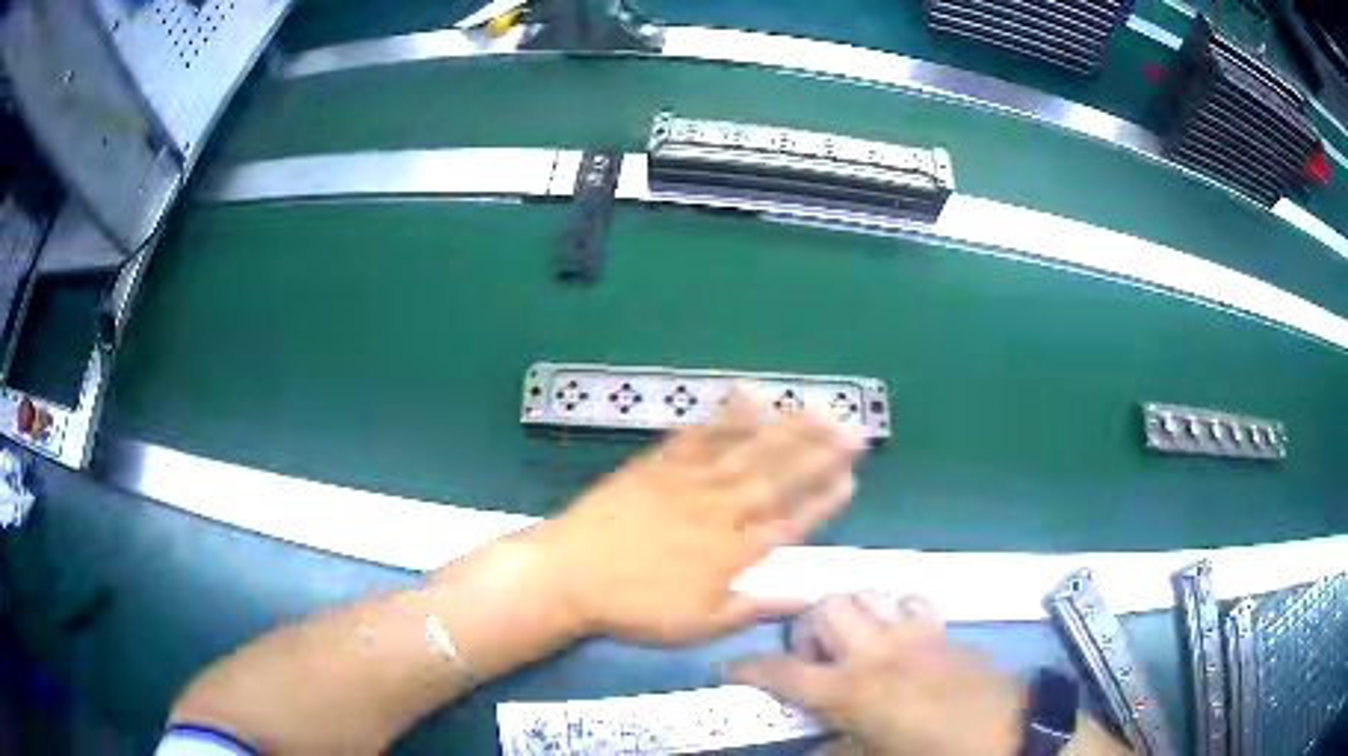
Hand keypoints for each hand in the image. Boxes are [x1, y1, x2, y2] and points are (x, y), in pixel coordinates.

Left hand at [530, 387, 864, 643]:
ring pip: (749, 451)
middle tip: (855, 430)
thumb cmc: (635, 608)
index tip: (852, 480)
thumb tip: (806, 597)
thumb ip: (754, 607)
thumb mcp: (699, 624)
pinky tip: (749, 395)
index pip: (792, 521)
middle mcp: (721, 510)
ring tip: (820, 409)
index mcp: (733, 551)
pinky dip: (726, 414)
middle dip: (822, 453)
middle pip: (780, 477)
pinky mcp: (659, 464)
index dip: (825, 501)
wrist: (570, 575)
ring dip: (788, 428)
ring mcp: (690, 481)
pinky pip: (700, 434)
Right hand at [729, 593, 1023, 755]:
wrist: (1006, 732)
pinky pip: (907, 597)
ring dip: (848, 612)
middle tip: (814, 659)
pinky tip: (894, 634)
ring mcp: (912, 633)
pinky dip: (890, 608)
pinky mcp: (940, 628)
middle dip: (807, 629)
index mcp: (853, 691)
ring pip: (865, 591)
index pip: (785, 673)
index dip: (750, 670)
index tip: (729, 669)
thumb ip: (836, 751)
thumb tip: (813, 749)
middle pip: (825, 609)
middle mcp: (876, 651)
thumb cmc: (933, 753)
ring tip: (852, 642)